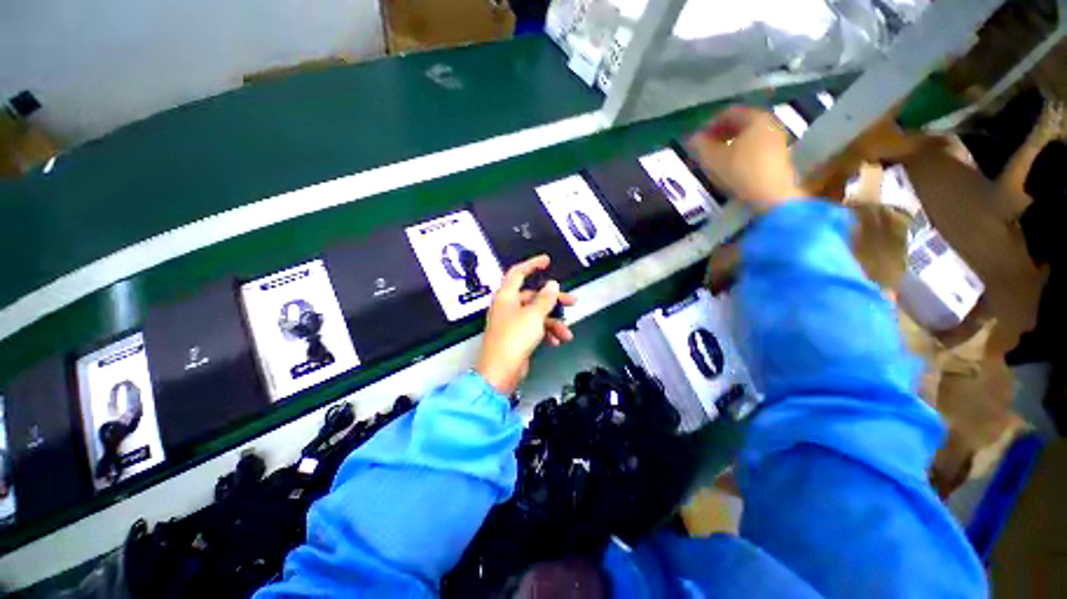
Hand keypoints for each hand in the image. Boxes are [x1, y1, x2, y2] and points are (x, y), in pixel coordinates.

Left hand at [476, 255, 576, 394]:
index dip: (532, 264)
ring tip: (566, 333)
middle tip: (572, 302)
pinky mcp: (517, 337)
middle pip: (533, 296)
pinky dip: (546, 333)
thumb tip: (552, 284)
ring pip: (537, 315)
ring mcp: (512, 322)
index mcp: (507, 296)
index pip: (518, 272)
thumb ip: (545, 299)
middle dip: (554, 301)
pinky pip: (535, 329)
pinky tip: (557, 341)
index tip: (546, 260)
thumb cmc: (515, 337)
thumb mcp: (534, 315)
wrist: (501, 371)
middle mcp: (508, 306)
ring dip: (553, 323)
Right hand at [685, 106, 807, 211]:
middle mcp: (769, 123)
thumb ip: (700, 145)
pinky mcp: (779, 156)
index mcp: (755, 117)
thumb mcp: (712, 158)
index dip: (708, 126)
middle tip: (704, 150)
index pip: (727, 113)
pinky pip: (755, 148)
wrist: (771, 195)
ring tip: (715, 161)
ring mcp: (777, 139)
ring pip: (747, 137)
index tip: (696, 141)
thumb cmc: (739, 171)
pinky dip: (740, 153)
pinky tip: (730, 167)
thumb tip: (693, 138)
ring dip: (729, 146)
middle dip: (719, 136)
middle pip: (739, 124)